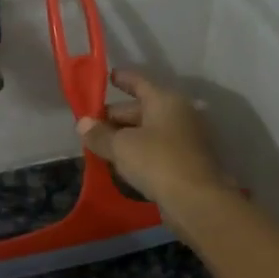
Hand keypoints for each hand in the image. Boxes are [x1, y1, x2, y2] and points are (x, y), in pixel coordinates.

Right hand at [75, 69, 229, 230]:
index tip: (107, 77)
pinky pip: (156, 151)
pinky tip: (122, 165)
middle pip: (141, 109)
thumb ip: (99, 134)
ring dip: (125, 138)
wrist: (196, 200)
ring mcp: (185, 139)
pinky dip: (138, 153)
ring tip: (101, 148)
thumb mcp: (121, 146)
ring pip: (148, 132)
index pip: (139, 83)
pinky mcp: (186, 162)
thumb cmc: (157, 162)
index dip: (122, 79)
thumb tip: (83, 123)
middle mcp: (179, 114)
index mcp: (165, 100)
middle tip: (91, 128)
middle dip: (115, 118)